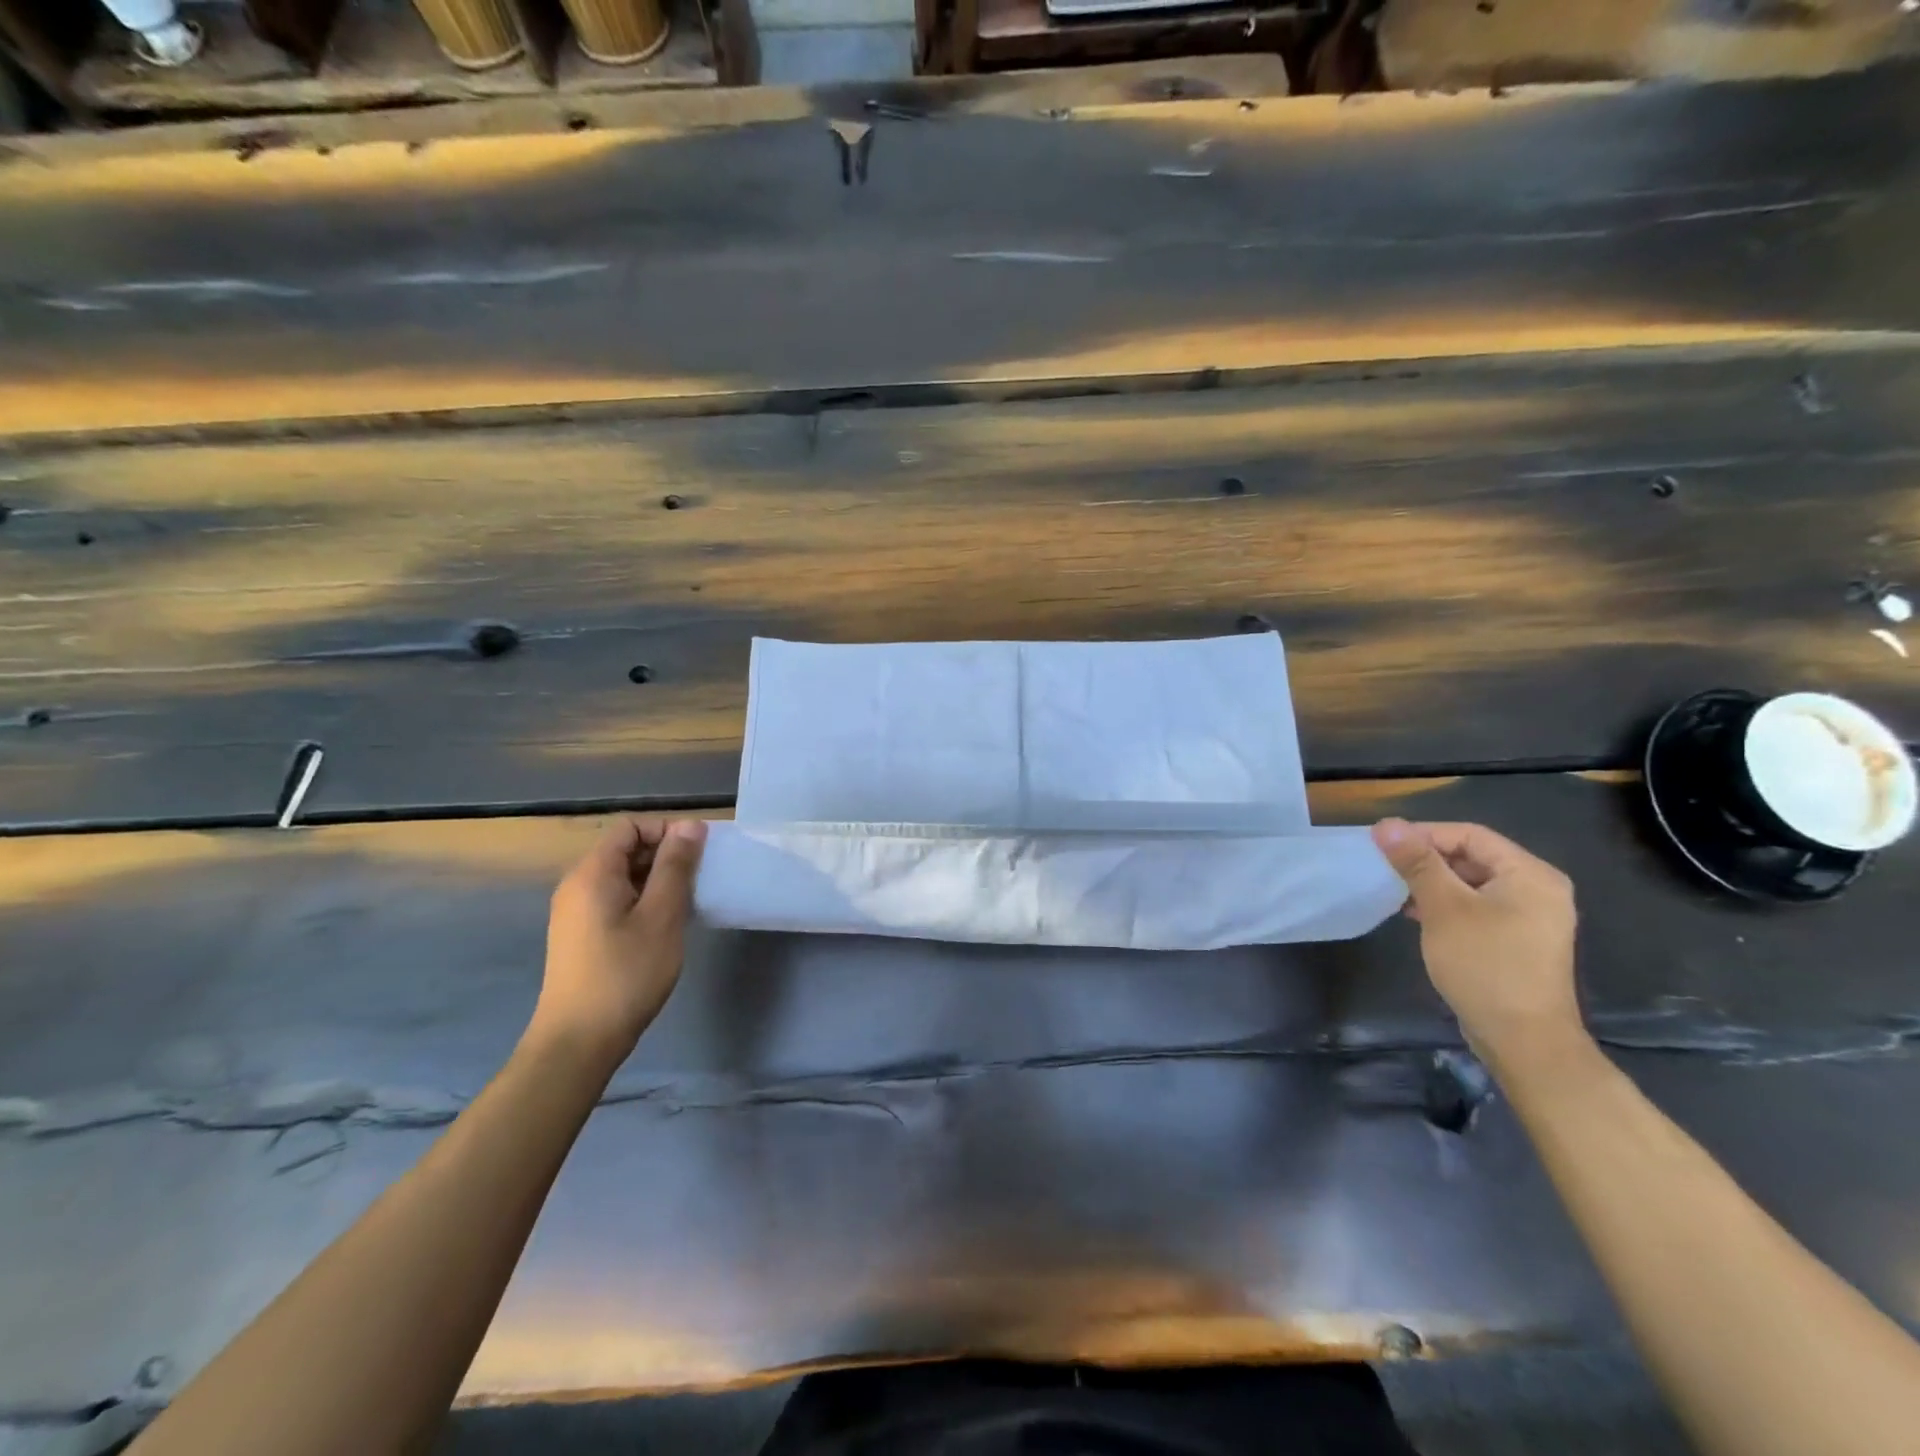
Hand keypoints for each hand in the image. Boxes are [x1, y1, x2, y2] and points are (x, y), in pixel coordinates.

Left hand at [528, 817, 706, 1067]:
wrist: (578, 1042)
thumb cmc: (626, 974)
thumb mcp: (661, 915)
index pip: (631, 827)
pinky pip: (615, 901)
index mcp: (592, 873)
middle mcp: (577, 885)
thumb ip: (676, 866)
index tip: (696, 857)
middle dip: (665, 857)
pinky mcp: (580, 936)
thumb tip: (690, 825)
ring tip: (685, 907)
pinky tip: (662, 928)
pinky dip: (642, 903)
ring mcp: (575, 912)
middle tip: (697, 883)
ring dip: (656, 882)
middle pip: (625, 849)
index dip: (666, 832)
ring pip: (623, 877)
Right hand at [1371, 818, 1585, 1080]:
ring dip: (1432, 884)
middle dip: (1426, 860)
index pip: (1469, 835)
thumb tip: (1386, 824)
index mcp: (1530, 874)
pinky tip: (1417, 916)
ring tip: (1395, 893)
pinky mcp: (1518, 939)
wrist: (1524, 1040)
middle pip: (1472, 856)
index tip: (1382, 847)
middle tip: (1385, 869)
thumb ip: (1417, 863)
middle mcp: (1537, 889)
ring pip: (1471, 883)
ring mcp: (1531, 917)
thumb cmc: (1485, 966)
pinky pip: (1477, 907)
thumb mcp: (1444, 909)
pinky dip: (1446, 905)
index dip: (1424, 835)